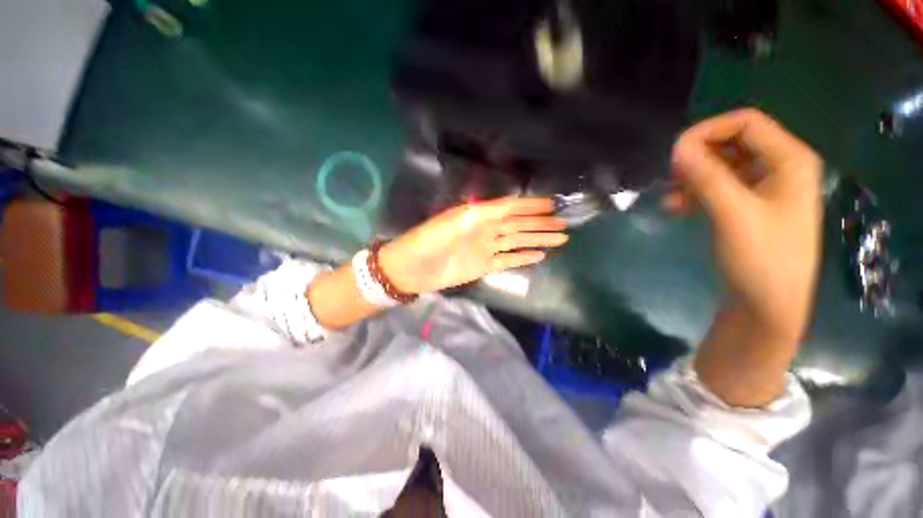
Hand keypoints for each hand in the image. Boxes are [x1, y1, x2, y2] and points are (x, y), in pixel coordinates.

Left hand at [379, 197, 568, 293]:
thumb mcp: (452, 223)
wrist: (410, 269)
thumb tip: (508, 208)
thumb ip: (481, 215)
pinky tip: (540, 255)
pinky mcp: (484, 266)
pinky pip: (508, 259)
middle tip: (564, 222)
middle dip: (540, 223)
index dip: (531, 206)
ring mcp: (485, 249)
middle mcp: (485, 230)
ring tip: (560, 238)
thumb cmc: (427, 242)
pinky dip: (524, 257)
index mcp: (477, 216)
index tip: (553, 204)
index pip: (509, 208)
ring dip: (538, 239)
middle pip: (518, 225)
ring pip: (517, 241)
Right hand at [667, 108, 822, 342]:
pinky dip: (696, 194)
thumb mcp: (733, 214)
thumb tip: (677, 148)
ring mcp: (764, 189)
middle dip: (698, 158)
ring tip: (671, 201)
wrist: (769, 306)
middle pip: (733, 143)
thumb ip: (706, 177)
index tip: (675, 154)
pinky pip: (719, 188)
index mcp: (790, 160)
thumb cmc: (761, 259)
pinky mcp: (749, 208)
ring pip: (722, 167)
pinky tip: (677, 209)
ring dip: (693, 179)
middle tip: (672, 179)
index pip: (746, 123)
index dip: (708, 131)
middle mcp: (780, 168)